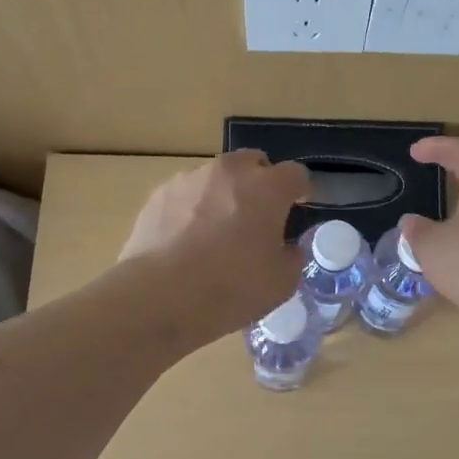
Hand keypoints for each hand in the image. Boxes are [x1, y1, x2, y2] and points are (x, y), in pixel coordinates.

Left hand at [120, 149, 309, 338]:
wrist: (159, 296)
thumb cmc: (230, 289)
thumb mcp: (280, 284)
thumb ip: (291, 258)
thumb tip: (286, 249)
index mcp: (267, 188)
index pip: (296, 174)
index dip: (300, 190)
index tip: (297, 208)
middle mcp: (229, 172)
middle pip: (253, 163)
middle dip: (259, 182)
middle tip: (257, 216)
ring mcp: (190, 179)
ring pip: (216, 177)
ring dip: (223, 194)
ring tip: (215, 231)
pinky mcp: (159, 193)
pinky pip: (186, 194)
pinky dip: (192, 208)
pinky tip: (185, 240)